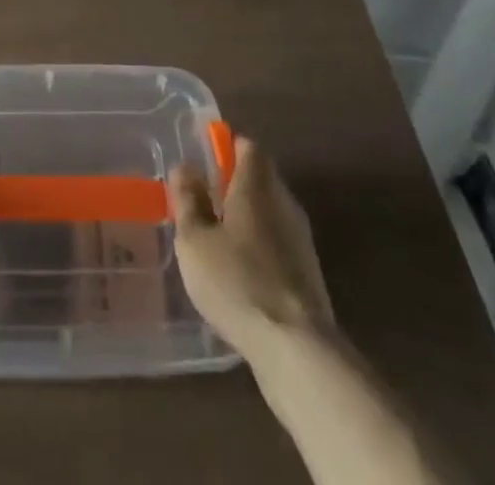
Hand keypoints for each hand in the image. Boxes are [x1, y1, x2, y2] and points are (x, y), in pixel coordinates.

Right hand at [169, 135, 334, 358]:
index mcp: (257, 185)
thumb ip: (188, 200)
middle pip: (261, 178)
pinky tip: (239, 273)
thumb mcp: (194, 239)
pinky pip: (278, 244)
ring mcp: (301, 239)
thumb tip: (185, 168)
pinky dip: (259, 247)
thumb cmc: (237, 281)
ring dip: (247, 218)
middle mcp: (284, 203)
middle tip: (203, 199)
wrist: (296, 349)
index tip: (206, 156)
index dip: (228, 146)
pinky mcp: (308, 274)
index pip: (249, 147)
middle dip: (234, 183)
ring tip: (216, 238)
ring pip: (270, 212)